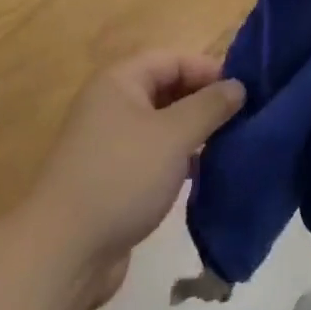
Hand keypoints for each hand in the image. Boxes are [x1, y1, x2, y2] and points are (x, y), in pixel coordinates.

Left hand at [27, 51, 244, 305]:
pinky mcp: (116, 178)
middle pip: (166, 89)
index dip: (208, 69)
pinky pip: (156, 155)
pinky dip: (181, 159)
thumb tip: (237, 85)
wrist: (65, 250)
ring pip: (163, 125)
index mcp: (119, 82)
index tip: (245, 90)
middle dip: (204, 100)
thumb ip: (209, 106)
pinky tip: (207, 173)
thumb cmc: (122, 176)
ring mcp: (112, 143)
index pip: (172, 59)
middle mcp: (112, 105)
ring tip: (233, 144)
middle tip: (244, 117)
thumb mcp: (173, 136)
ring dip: (195, 132)